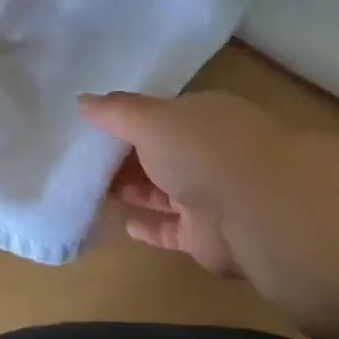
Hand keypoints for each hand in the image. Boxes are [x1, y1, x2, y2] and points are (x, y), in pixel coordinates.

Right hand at [80, 90, 291, 278]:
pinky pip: (172, 229)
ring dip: (136, 190)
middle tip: (84, 162)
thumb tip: (83, 101)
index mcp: (201, 116)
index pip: (161, 114)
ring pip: (165, 191)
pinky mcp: (207, 237)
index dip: (127, 120)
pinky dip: (150, 227)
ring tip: (94, 190)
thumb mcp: (150, 118)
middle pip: (161, 153)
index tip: (92, 128)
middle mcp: (208, 152)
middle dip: (127, 157)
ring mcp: (210, 196)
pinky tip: (124, 224)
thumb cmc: (201, 148)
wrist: (256, 209)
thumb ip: (116, 112)